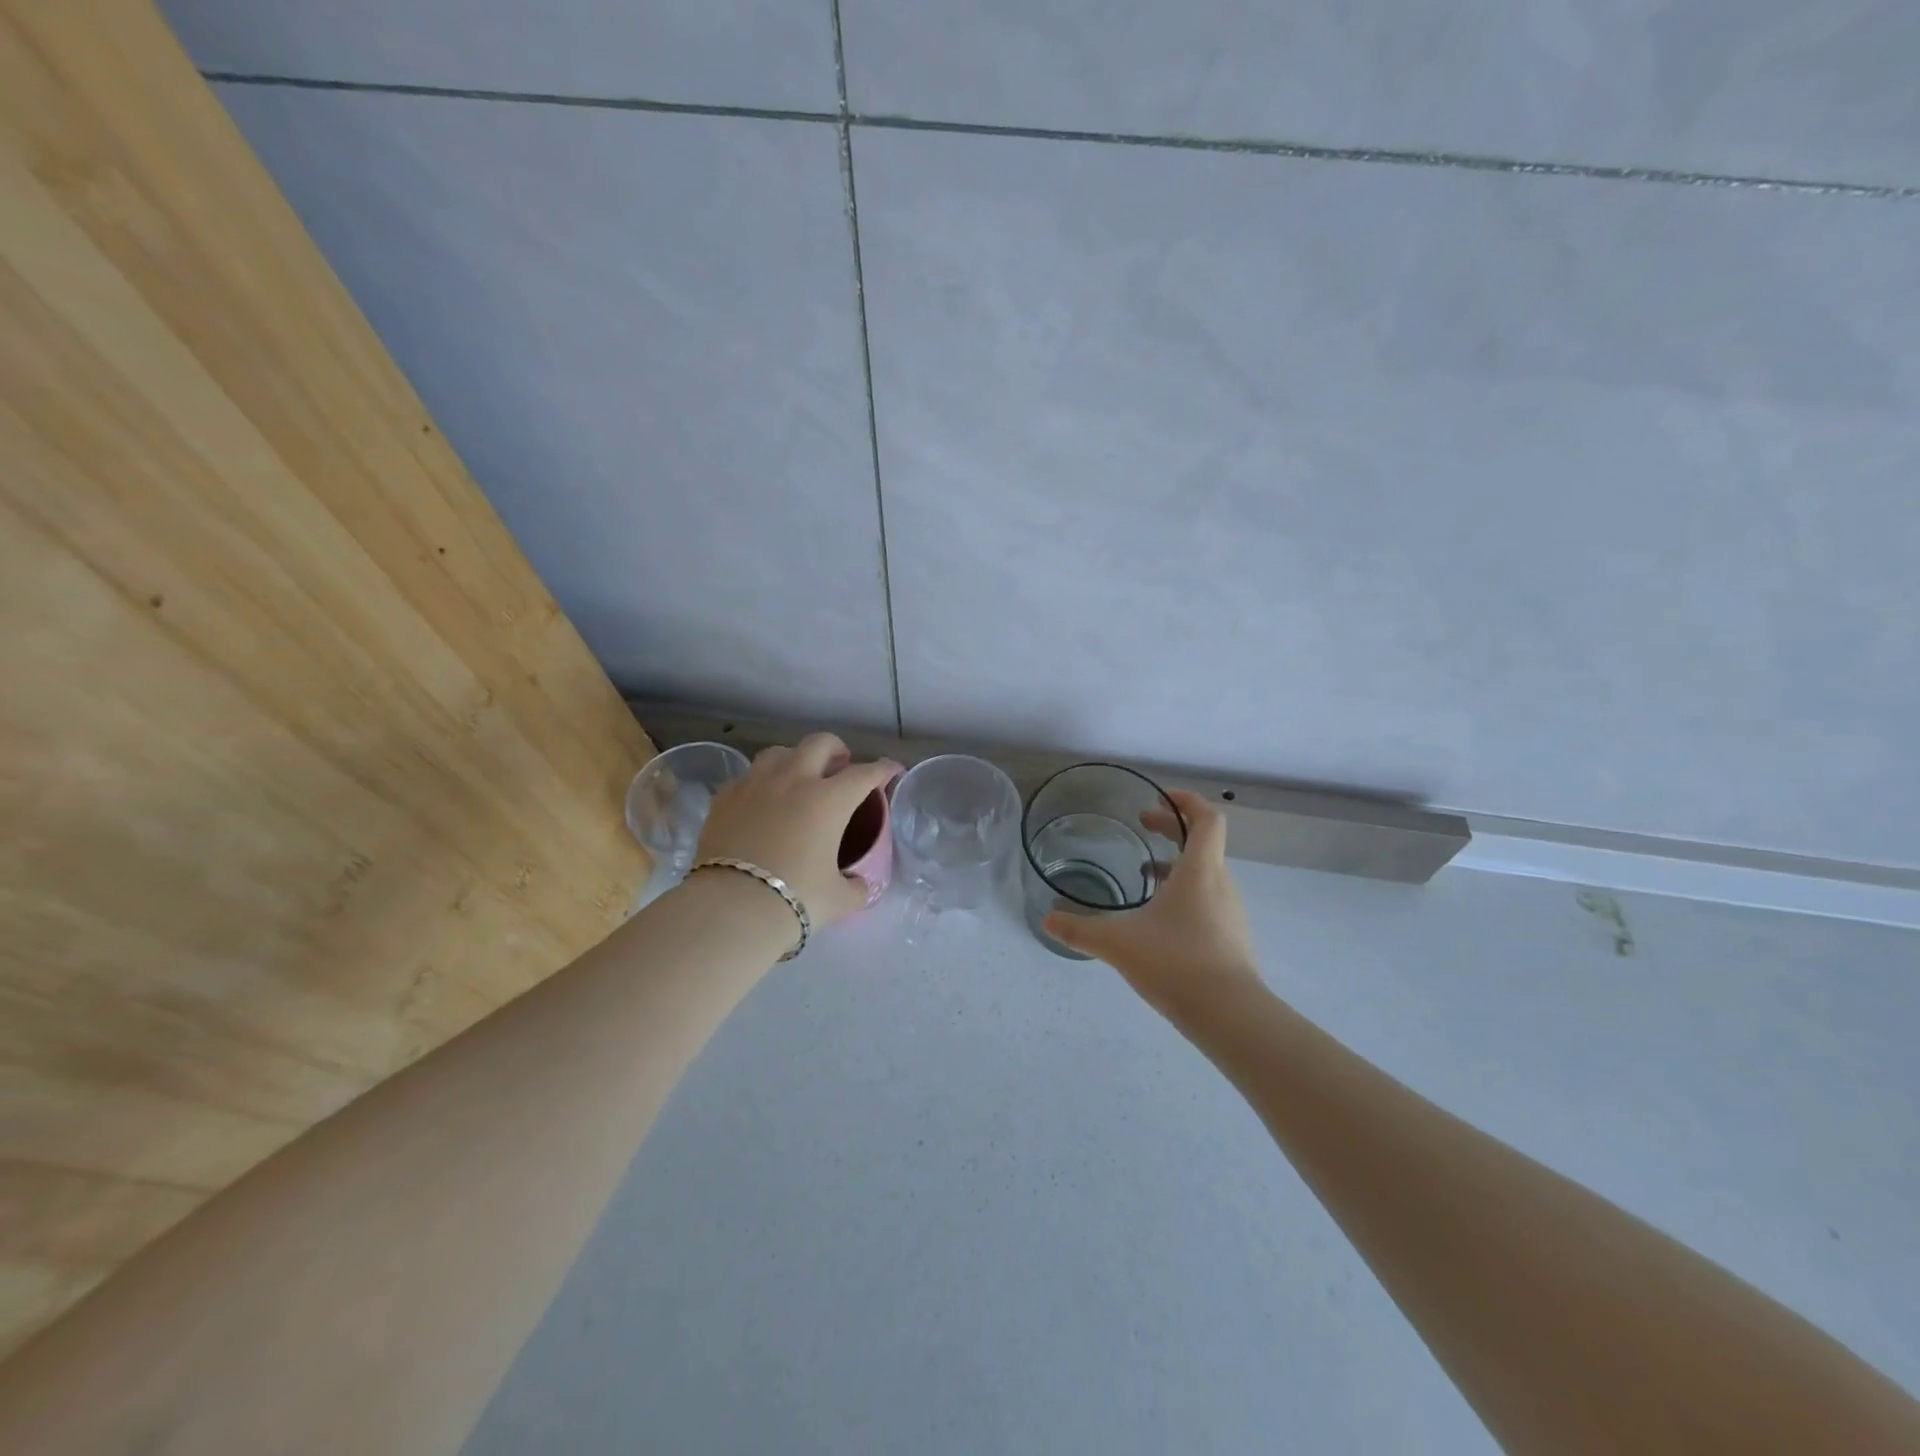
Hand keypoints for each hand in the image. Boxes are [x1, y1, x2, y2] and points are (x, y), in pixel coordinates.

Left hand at [695, 733, 902, 927]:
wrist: (730, 908)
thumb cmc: (795, 899)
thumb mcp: (838, 899)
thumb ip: (855, 888)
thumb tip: (858, 885)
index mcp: (830, 799)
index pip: (865, 773)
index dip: (883, 769)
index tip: (892, 770)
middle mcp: (794, 780)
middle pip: (820, 743)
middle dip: (837, 750)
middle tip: (841, 767)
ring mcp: (755, 784)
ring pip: (779, 752)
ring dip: (796, 758)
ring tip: (798, 777)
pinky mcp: (724, 797)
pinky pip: (747, 777)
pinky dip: (761, 782)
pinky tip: (761, 801)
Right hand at [1043, 790, 1262, 1019]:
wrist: (1231, 1016)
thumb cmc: (1176, 963)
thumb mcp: (1118, 943)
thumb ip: (1080, 929)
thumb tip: (1047, 920)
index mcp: (1199, 871)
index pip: (1207, 818)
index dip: (1186, 801)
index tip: (1158, 798)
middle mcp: (1220, 884)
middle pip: (1203, 841)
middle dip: (1172, 827)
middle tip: (1143, 824)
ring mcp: (1229, 913)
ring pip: (1205, 872)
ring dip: (1177, 863)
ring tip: (1143, 873)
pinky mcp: (1230, 938)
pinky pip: (1208, 900)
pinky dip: (1185, 892)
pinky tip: (1158, 918)